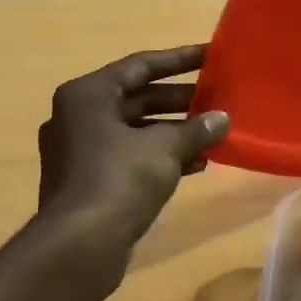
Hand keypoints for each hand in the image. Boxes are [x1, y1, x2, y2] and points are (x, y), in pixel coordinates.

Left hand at [36, 45, 230, 249]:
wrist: (79, 245)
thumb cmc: (119, 180)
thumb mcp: (164, 149)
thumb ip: (196, 129)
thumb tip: (222, 118)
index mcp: (88, 95)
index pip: (140, 65)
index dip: (179, 59)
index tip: (211, 55)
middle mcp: (78, 116)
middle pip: (137, 98)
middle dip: (180, 101)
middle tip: (218, 99)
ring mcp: (80, 151)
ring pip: (136, 131)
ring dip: (174, 132)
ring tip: (214, 134)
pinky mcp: (88, 181)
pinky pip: (130, 157)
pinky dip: (160, 157)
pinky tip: (196, 164)